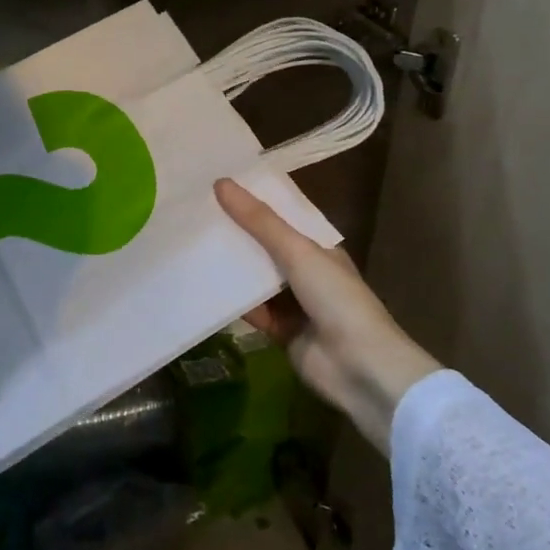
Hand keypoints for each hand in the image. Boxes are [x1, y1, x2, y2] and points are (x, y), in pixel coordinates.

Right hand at [215, 179, 438, 455]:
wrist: (358, 367)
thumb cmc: (336, 298)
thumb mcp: (298, 251)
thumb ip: (260, 221)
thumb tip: (221, 183)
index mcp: (320, 248)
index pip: (283, 219)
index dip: (255, 204)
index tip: (219, 187)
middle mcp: (308, 272)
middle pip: (266, 248)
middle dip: (237, 235)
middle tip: (195, 214)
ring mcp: (295, 304)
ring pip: (256, 280)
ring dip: (231, 268)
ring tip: (191, 244)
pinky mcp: (281, 332)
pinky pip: (252, 311)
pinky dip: (234, 302)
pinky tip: (203, 288)